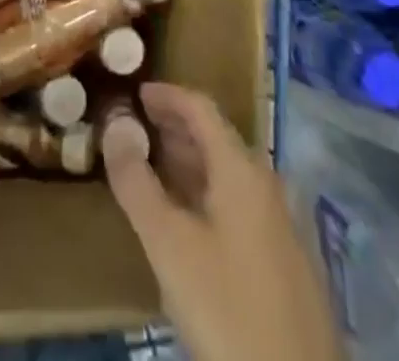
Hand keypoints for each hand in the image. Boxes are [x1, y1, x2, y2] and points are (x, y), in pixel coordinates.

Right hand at [105, 83, 342, 360]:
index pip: (202, 108)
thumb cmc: (228, 308)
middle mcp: (265, 182)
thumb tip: (113, 126)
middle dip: (175, 127)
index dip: (167, 95)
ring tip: (152, 166)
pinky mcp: (284, 258)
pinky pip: (238, 203)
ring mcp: (279, 221)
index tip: (135, 92)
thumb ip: (137, 185)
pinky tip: (187, 220)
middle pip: (216, 137)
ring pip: (227, 173)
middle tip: (136, 127)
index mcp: (241, 168)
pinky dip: (206, 192)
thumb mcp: (170, 246)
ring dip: (190, 162)